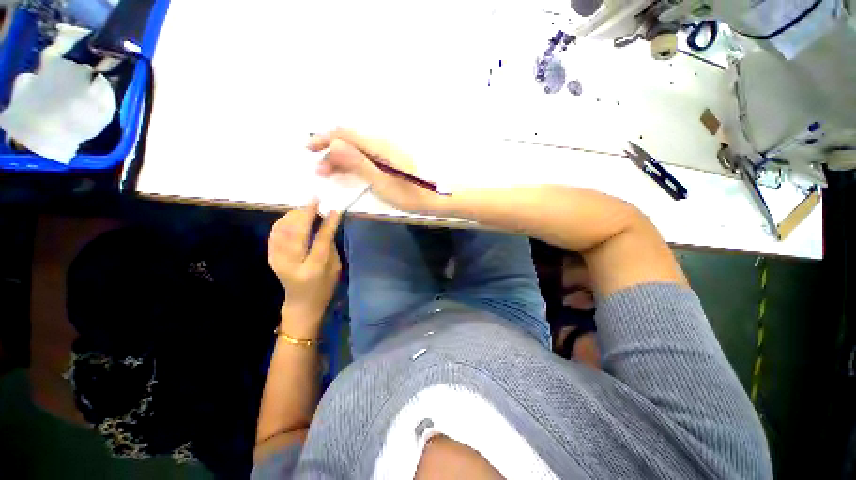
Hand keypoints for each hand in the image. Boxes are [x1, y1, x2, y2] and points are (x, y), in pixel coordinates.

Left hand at [269, 200, 341, 325]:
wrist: (301, 303)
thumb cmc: (323, 287)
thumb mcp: (334, 269)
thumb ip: (329, 245)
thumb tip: (325, 219)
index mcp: (312, 271)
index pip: (320, 243)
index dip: (328, 225)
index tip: (334, 209)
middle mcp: (293, 265)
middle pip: (297, 233)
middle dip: (306, 213)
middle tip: (315, 201)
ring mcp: (279, 261)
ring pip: (283, 230)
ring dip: (294, 215)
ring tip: (305, 210)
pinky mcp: (271, 257)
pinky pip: (275, 233)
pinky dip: (283, 221)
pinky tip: (293, 218)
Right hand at [308, 128, 446, 213]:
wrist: (436, 198)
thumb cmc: (409, 193)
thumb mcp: (380, 180)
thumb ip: (357, 162)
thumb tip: (334, 143)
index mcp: (378, 145)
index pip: (345, 134)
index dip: (325, 138)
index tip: (309, 149)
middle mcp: (379, 143)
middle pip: (348, 139)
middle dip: (328, 149)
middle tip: (316, 168)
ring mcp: (383, 151)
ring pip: (353, 148)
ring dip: (337, 158)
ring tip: (325, 174)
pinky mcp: (386, 159)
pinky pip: (362, 156)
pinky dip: (348, 162)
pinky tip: (341, 173)